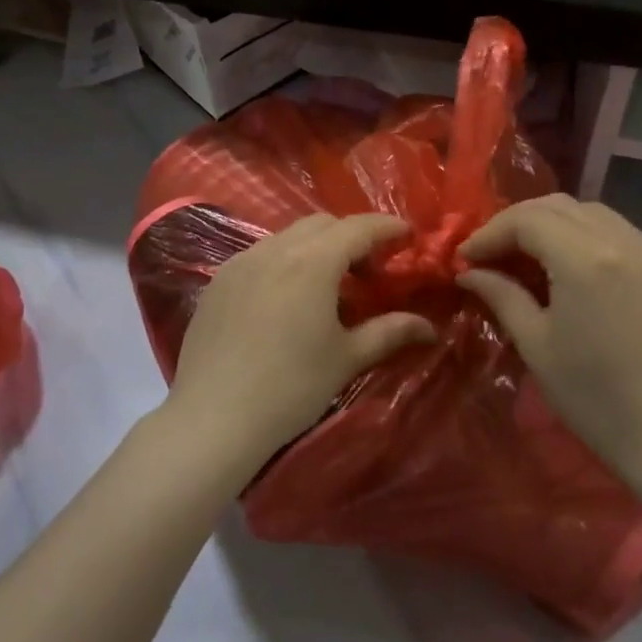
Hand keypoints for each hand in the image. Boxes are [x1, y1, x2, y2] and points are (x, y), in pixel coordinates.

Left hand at [165, 214, 436, 477]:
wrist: (213, 417)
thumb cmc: (291, 387)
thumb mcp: (346, 358)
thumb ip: (389, 333)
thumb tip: (428, 326)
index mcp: (312, 262)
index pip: (358, 227)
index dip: (386, 227)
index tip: (407, 235)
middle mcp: (275, 249)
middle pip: (321, 224)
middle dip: (350, 236)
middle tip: (369, 270)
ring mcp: (241, 263)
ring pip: (287, 237)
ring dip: (315, 248)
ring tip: (327, 287)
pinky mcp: (218, 282)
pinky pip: (260, 255)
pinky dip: (284, 262)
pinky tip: (286, 301)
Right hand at [458, 196, 641, 487]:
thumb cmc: (593, 395)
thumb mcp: (536, 344)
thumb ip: (501, 295)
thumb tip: (470, 272)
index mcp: (585, 259)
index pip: (526, 220)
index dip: (490, 233)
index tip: (466, 258)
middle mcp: (620, 240)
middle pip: (557, 206)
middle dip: (517, 222)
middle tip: (492, 252)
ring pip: (589, 212)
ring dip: (552, 222)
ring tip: (528, 254)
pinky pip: (617, 230)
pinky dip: (584, 234)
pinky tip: (570, 264)